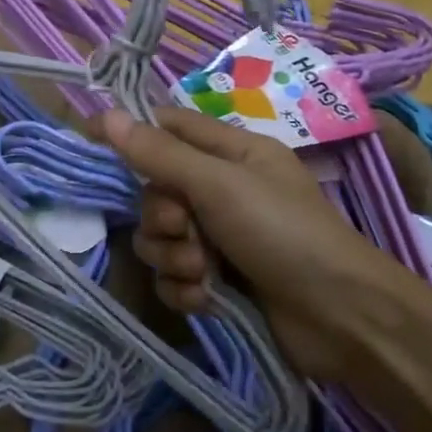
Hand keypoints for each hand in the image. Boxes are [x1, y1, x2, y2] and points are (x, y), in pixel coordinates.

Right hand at [96, 108, 417, 380]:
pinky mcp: (218, 283)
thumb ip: (161, 154)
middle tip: (186, 229)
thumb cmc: (283, 232)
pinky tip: (209, 299)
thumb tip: (107, 116)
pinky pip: (174, 278)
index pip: (168, 128)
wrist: (340, 316)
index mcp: (230, 154)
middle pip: (155, 193)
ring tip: (206, 271)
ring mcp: (219, 240)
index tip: (91, 143)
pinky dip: (186, 289)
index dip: (132, 134)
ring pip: (160, 240)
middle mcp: (221, 192)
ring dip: (175, 257)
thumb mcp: (220, 184)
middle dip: (162, 217)